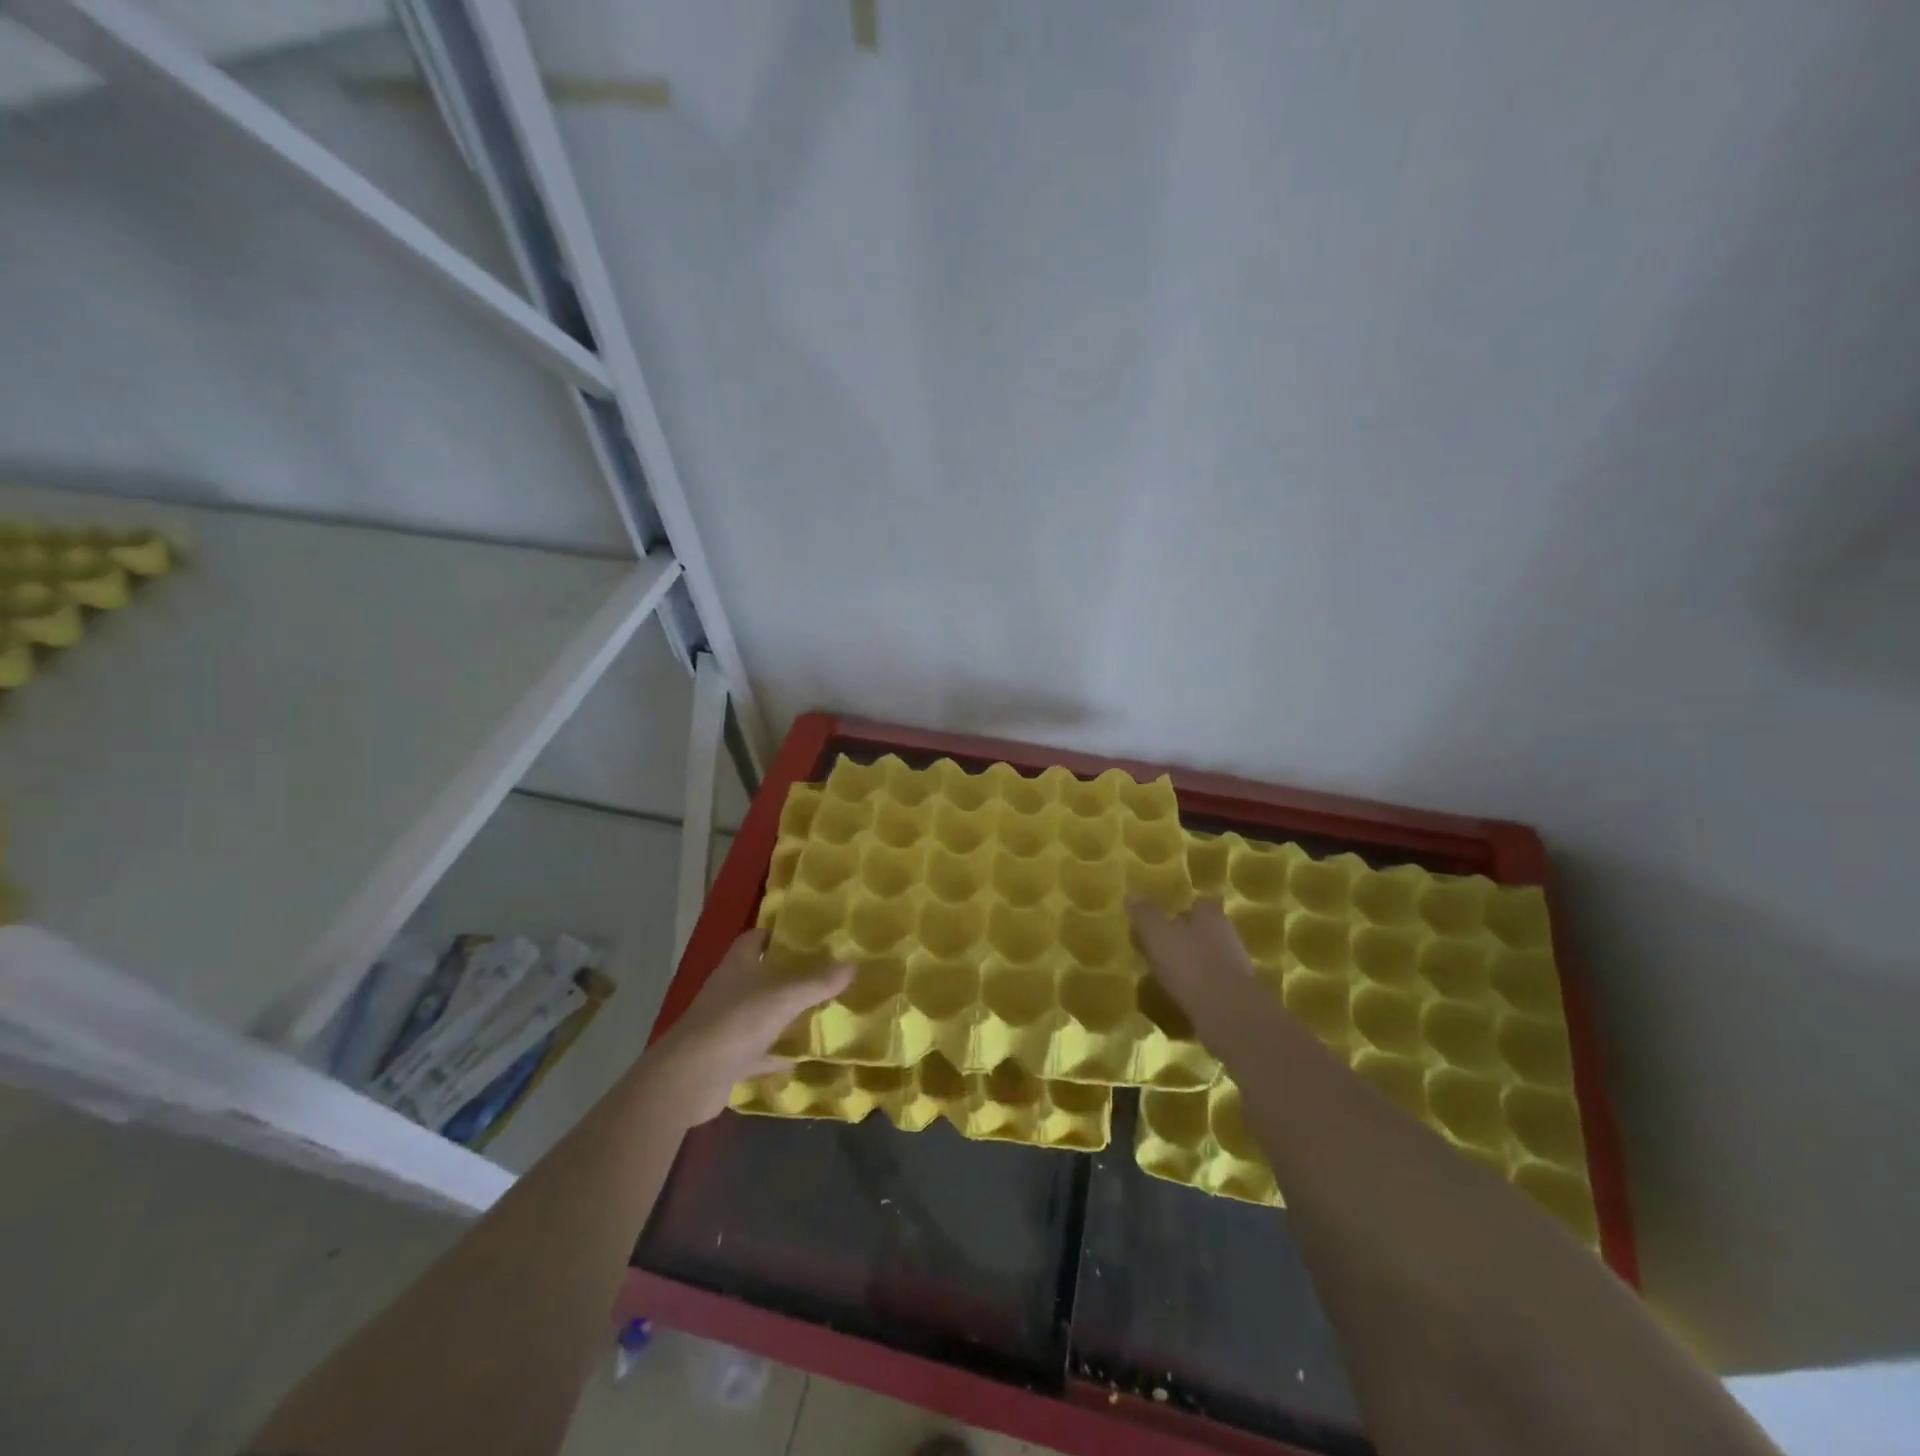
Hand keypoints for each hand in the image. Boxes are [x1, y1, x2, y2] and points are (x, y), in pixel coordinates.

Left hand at [638, 930, 851, 1124]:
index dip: (776, 935)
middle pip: (759, 976)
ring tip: (818, 1013)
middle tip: (823, 974)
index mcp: (737, 966)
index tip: (806, 937)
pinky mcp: (725, 1059)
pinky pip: (757, 1053)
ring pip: (759, 1014)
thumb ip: (818, 981)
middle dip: (787, 975)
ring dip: (782, 1015)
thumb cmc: (736, 1022)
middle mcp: (729, 991)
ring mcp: (725, 1027)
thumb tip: (852, 964)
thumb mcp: (784, 996)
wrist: (689, 1079)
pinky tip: (799, 1059)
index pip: (754, 939)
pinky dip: (775, 1055)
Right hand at [1126, 897, 1261, 1039]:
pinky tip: (1180, 994)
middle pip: (1203, 929)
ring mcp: (1234, 964)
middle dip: (1185, 936)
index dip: (1181, 909)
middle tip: (1160, 946)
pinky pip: (1211, 982)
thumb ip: (1144, 915)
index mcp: (1210, 915)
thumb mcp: (1157, 935)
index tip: (1164, 919)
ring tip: (1166, 973)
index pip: (1197, 903)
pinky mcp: (1235, 992)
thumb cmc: (1189, 964)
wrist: (1227, 1013)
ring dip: (1191, 962)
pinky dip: (1198, 985)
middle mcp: (1226, 934)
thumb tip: (1130, 894)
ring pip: (1208, 956)